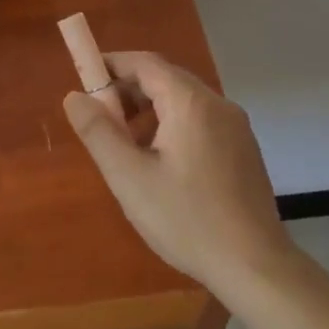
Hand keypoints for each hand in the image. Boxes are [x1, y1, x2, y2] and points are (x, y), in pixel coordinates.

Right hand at [62, 51, 293, 295]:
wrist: (255, 266)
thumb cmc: (186, 219)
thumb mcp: (129, 177)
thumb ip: (98, 132)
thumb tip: (74, 96)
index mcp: (190, 103)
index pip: (145, 63)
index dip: (111, 65)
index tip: (83, 78)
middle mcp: (218, 104)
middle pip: (166, 78)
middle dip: (128, 90)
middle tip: (99, 117)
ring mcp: (236, 127)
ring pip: (183, 101)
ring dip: (149, 110)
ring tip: (125, 144)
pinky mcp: (243, 148)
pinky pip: (200, 120)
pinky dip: (172, 125)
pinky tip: (160, 162)